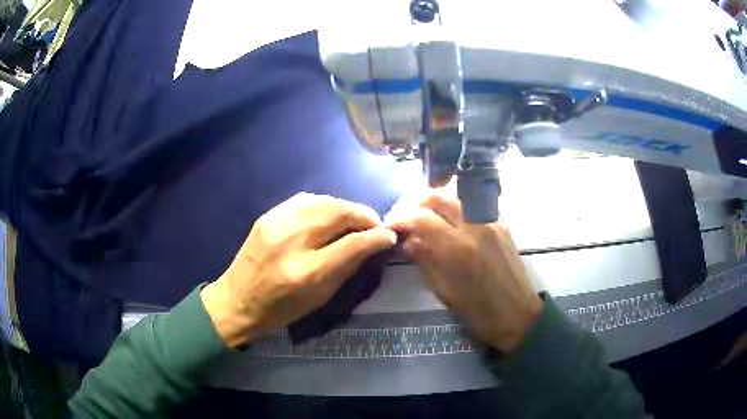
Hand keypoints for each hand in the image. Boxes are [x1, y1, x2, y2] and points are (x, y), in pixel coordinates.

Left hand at [201, 193, 396, 347]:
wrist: (237, 299)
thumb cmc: (282, 308)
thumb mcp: (320, 297)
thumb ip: (347, 267)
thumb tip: (372, 244)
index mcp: (307, 272)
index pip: (352, 244)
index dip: (376, 237)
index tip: (389, 235)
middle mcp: (292, 241)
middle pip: (338, 213)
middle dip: (363, 215)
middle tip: (373, 224)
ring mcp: (276, 224)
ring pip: (323, 200)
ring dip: (345, 207)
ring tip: (353, 218)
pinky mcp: (268, 215)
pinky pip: (304, 200)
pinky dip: (324, 204)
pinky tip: (328, 213)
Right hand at [385, 194, 542, 353]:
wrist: (518, 314)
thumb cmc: (478, 312)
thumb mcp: (443, 291)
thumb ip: (424, 260)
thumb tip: (405, 240)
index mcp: (458, 248)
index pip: (420, 217)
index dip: (399, 218)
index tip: (389, 226)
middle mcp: (475, 226)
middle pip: (437, 196)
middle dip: (413, 202)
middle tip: (401, 215)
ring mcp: (491, 220)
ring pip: (455, 195)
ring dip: (433, 201)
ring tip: (421, 215)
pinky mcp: (501, 222)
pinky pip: (472, 205)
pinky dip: (454, 207)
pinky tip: (447, 221)